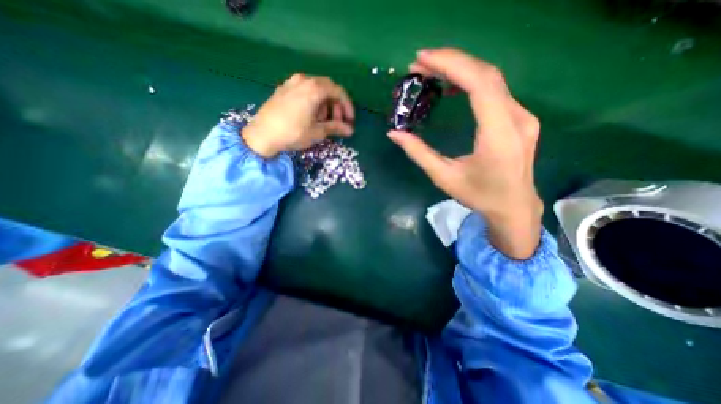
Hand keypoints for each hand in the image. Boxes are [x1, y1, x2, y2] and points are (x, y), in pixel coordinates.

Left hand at [242, 73, 353, 156]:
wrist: (262, 135)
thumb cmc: (293, 133)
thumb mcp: (318, 132)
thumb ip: (336, 127)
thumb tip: (350, 130)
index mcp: (314, 88)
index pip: (338, 92)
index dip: (347, 106)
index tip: (350, 120)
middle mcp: (303, 80)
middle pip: (327, 88)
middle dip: (336, 106)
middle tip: (337, 122)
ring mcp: (291, 83)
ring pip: (316, 89)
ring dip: (325, 104)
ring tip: (323, 121)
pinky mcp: (283, 90)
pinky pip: (304, 91)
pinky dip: (313, 102)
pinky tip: (310, 116)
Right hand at [385, 49, 544, 258]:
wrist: (513, 206)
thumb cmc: (478, 195)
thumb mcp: (444, 177)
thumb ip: (418, 153)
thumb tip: (394, 133)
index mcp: (498, 134)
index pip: (479, 84)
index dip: (451, 64)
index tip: (422, 59)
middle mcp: (517, 118)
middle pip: (486, 75)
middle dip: (451, 63)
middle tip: (419, 64)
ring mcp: (522, 116)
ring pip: (491, 80)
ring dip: (460, 70)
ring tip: (431, 72)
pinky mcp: (519, 119)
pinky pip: (495, 92)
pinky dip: (471, 83)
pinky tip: (452, 88)